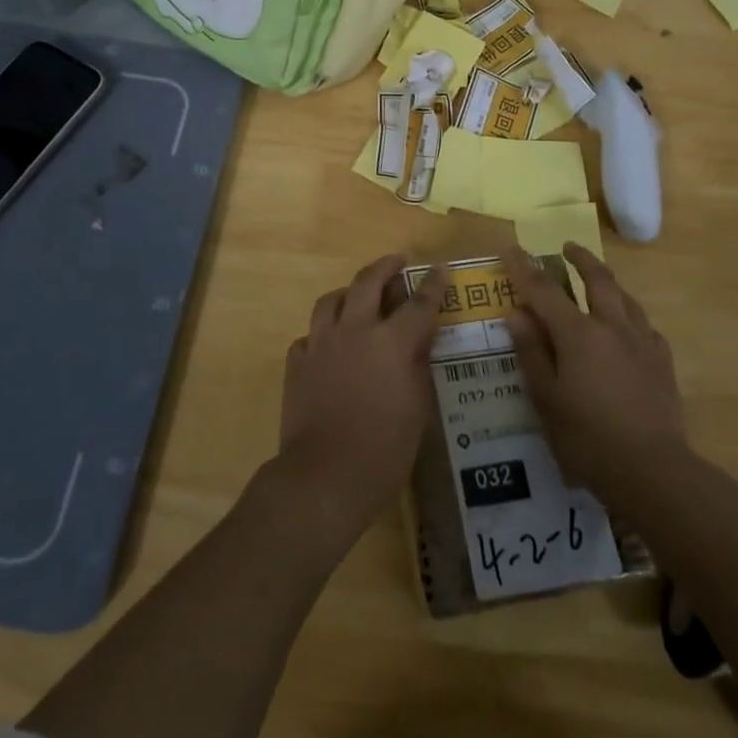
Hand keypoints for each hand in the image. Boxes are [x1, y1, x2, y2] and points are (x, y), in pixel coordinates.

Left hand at [276, 255, 445, 541]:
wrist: (325, 475)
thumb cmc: (384, 449)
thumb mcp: (418, 409)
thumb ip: (418, 367)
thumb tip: (419, 342)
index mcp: (391, 342)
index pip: (418, 303)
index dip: (432, 284)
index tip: (440, 269)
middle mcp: (354, 331)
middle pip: (367, 282)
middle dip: (385, 267)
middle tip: (396, 262)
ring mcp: (320, 344)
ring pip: (331, 300)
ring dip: (348, 292)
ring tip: (357, 296)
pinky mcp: (297, 363)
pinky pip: (309, 336)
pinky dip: (323, 333)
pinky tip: (329, 344)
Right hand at [506, 245, 687, 517]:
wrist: (653, 470)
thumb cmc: (587, 437)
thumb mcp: (546, 398)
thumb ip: (532, 351)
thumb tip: (516, 313)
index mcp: (578, 334)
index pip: (544, 290)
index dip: (524, 268)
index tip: (511, 248)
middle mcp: (612, 327)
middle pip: (597, 280)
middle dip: (580, 259)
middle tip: (568, 247)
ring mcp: (642, 343)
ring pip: (626, 298)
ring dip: (608, 281)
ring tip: (598, 279)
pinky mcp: (663, 363)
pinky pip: (645, 326)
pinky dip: (630, 316)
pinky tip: (629, 327)